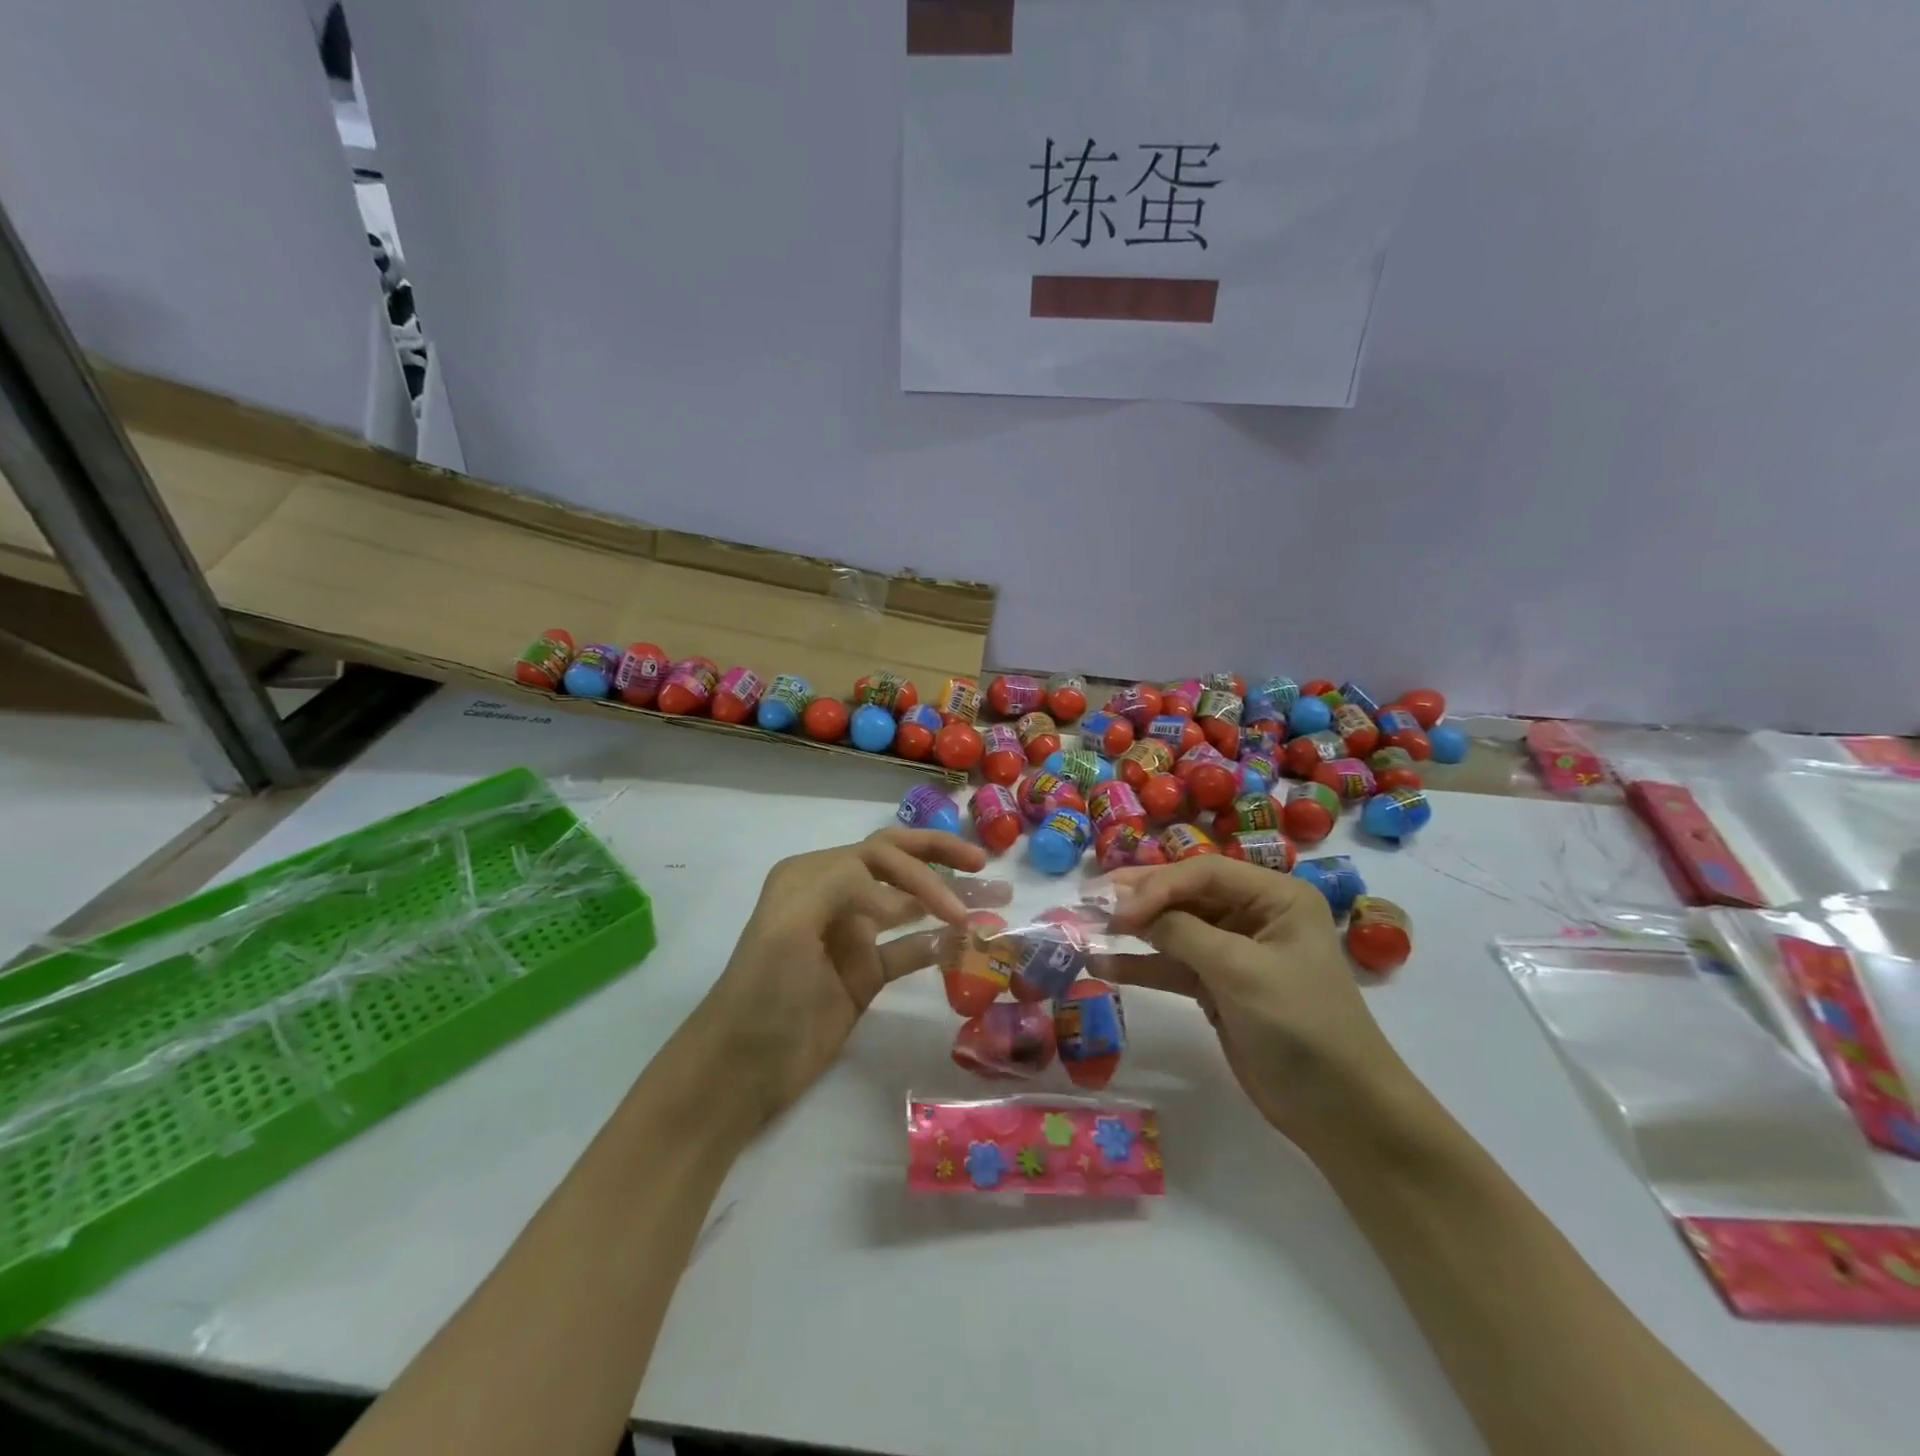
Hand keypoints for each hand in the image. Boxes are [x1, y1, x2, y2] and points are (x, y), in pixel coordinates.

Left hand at [690, 828, 1010, 1123]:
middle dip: (939, 859)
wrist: (741, 1068)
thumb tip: (897, 894)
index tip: (949, 908)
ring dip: (946, 901)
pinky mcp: (864, 975)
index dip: (920, 872)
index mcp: (813, 875)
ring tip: (993, 902)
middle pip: (896, 864)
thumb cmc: (763, 991)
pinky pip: (908, 951)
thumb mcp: (789, 925)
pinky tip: (965, 946)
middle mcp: (834, 896)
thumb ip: (840, 884)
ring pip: (908, 907)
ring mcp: (851, 937)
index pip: (880, 855)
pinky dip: (936, 946)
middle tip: (983, 865)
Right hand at [1104, 858, 1406, 1146]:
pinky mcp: (1218, 986)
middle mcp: (1253, 915)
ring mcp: (1233, 952)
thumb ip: (1183, 934)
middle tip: (1088, 899)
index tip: (1118, 912)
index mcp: (1275, 896)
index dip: (1157, 885)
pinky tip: (1102, 966)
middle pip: (1185, 895)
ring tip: (1085, 928)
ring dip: (1133, 932)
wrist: (1339, 1111)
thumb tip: (1128, 911)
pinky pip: (1172, 965)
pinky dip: (1140, 966)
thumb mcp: (1242, 971)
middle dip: (1138, 899)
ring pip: (1173, 929)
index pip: (1204, 872)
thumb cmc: (1301, 1026)